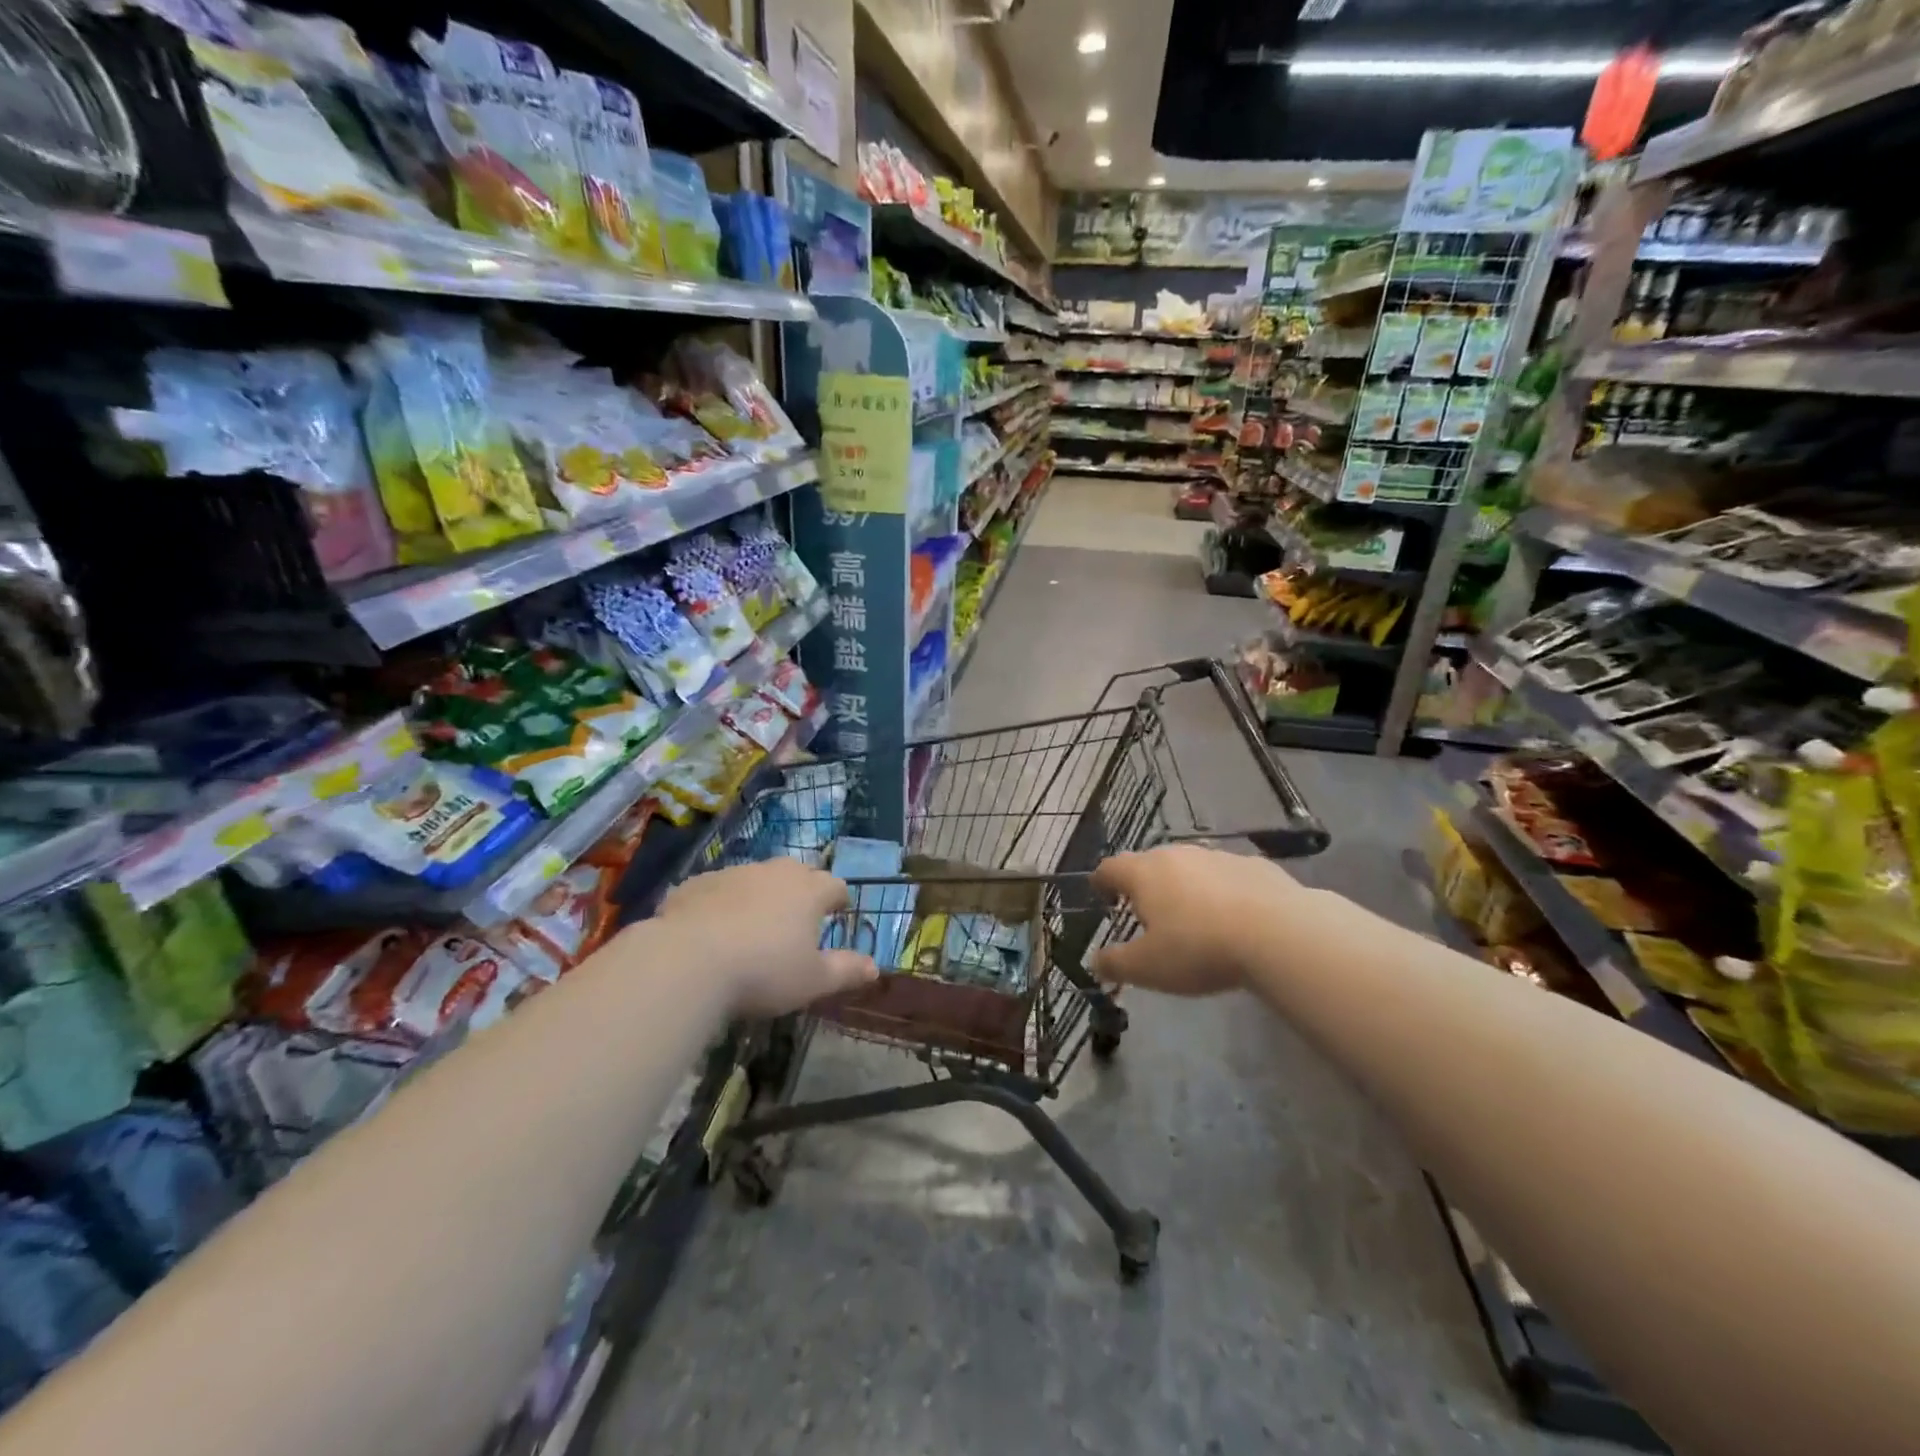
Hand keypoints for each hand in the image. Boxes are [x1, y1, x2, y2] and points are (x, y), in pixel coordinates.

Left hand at [657, 859, 877, 1015]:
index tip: (838, 912)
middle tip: (798, 917)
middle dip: (801, 889)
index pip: (835, 885)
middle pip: (797, 872)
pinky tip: (712, 930)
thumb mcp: (813, 980)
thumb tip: (875, 967)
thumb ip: (846, 970)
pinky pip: (718, 890)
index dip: (839, 899)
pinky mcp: (695, 884)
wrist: (688, 961)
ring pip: (755, 878)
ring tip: (753, 925)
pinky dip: (722, 903)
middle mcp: (774, 872)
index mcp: (809, 890)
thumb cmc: (764, 971)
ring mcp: (733, 873)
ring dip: (760, 895)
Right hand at [1090, 844, 1303, 995]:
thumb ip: (1115, 963)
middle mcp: (1177, 855)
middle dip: (1144, 885)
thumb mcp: (1148, 968)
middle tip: (1147, 914)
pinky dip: (1222, 892)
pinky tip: (1234, 918)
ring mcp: (1218, 856)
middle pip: (1150, 864)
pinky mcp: (1255, 865)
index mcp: (1144, 873)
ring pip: (1190, 868)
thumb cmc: (1199, 949)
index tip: (1101, 895)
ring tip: (1192, 918)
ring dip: (1185, 887)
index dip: (1101, 882)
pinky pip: (1227, 877)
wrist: (1279, 934)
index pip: (1110, 868)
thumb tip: (1095, 961)